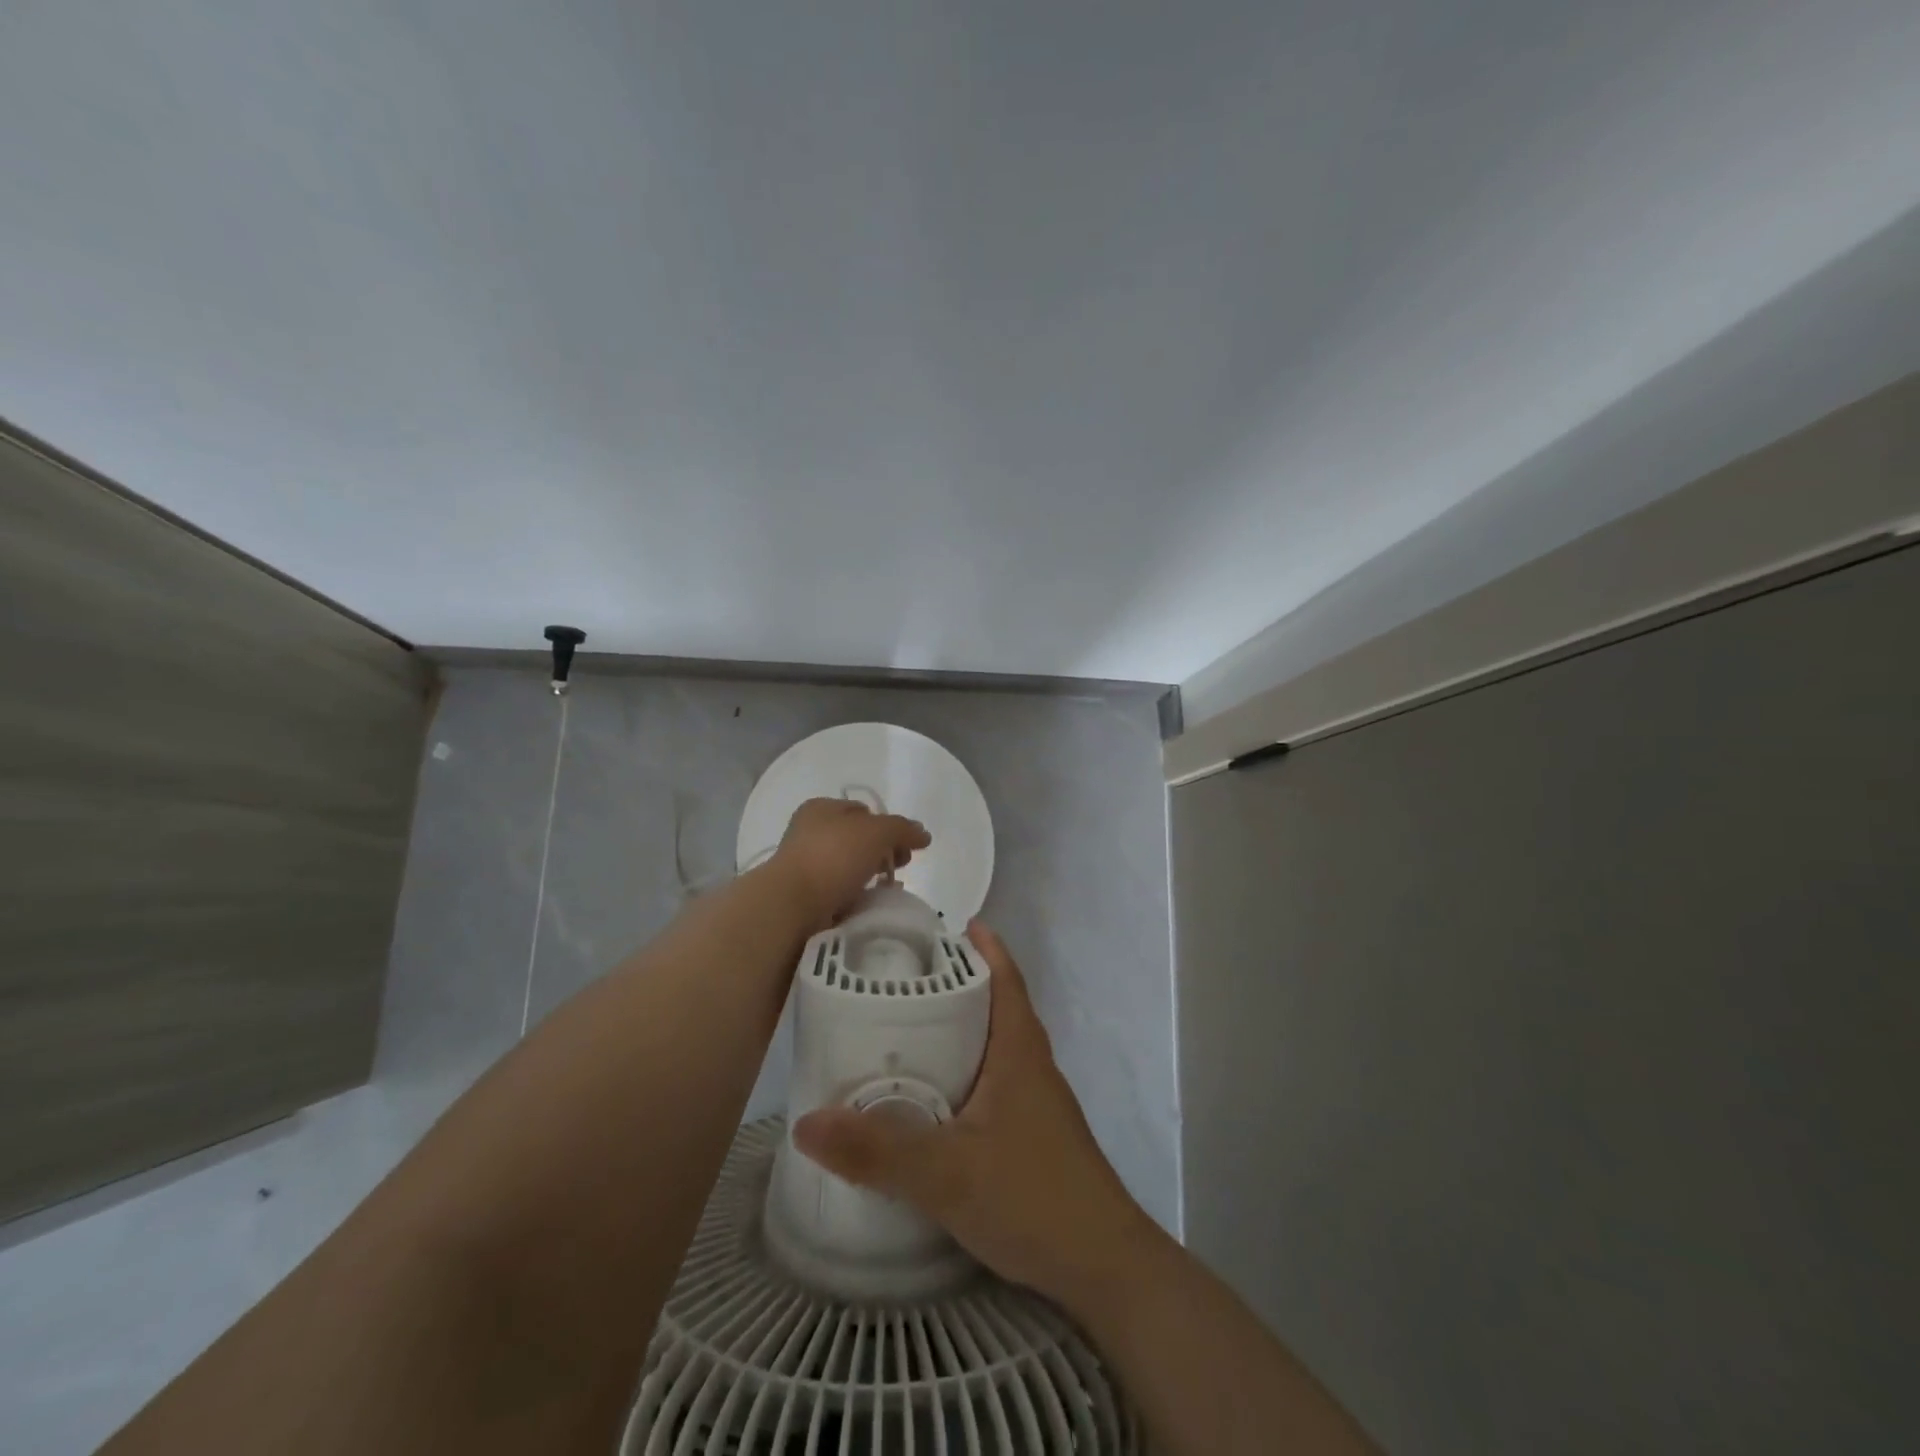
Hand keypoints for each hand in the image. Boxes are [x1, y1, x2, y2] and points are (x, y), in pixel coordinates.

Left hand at [769, 798, 930, 930]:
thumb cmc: (834, 856)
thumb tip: (923, 834)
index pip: (863, 811)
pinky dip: (857, 897)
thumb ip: (903, 829)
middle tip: (901, 866)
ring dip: (872, 876)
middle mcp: (810, 832)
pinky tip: (871, 905)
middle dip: (884, 852)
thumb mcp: (877, 832)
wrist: (792, 904)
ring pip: (850, 867)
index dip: (888, 825)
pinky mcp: (805, 895)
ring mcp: (805, 865)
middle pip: (859, 840)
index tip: (905, 845)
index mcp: (821, 809)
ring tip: (889, 889)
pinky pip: (840, 892)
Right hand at [792, 920, 1151, 1306]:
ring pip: (995, 1046)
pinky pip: (995, 1081)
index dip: (983, 947)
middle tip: (903, 979)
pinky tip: (934, 1098)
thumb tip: (807, 1122)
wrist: (1105, 1267)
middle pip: (997, 1005)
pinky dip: (965, 1070)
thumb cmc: (1033, 1196)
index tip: (948, 926)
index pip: (1005, 977)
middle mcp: (1032, 1064)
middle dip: (958, 985)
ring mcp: (1037, 1101)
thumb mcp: (946, 1173)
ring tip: (907, 1030)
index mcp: (1019, 1050)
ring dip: (961, 1029)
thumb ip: (877, 1150)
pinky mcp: (1034, 1134)